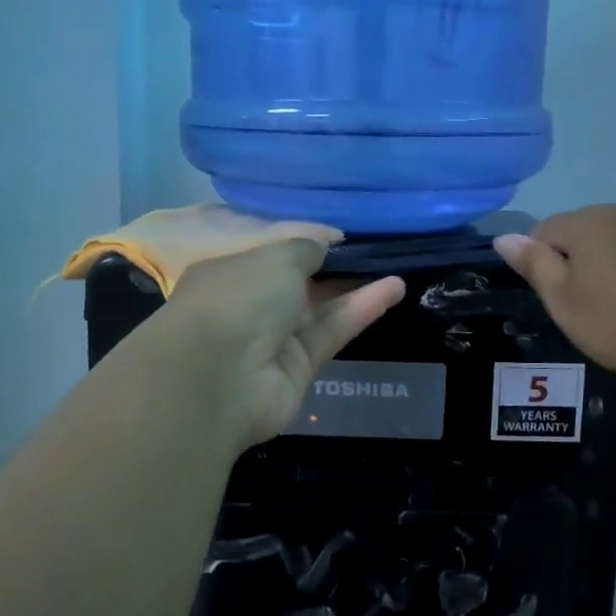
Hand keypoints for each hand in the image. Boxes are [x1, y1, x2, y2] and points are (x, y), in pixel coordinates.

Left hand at [158, 240, 406, 447]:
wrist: (219, 378)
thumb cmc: (239, 299)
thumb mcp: (276, 257)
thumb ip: (305, 249)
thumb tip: (322, 245)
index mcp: (229, 273)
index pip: (271, 256)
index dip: (307, 245)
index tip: (343, 237)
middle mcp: (248, 306)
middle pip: (298, 285)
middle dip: (334, 269)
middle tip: (376, 252)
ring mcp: (271, 341)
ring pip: (319, 310)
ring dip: (356, 288)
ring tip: (396, 266)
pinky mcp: (298, 369)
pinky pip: (331, 332)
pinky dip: (360, 311)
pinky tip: (394, 289)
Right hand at [494, 204, 615, 388]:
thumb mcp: (563, 301)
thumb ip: (533, 264)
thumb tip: (504, 237)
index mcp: (588, 221)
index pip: (543, 230)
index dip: (541, 265)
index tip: (558, 300)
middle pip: (582, 232)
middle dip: (576, 263)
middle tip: (586, 309)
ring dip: (609, 268)